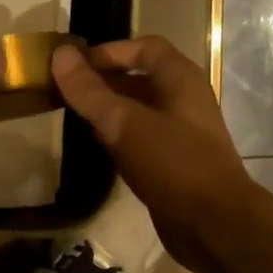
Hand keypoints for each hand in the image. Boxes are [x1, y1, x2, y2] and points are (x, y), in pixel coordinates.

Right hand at [51, 36, 251, 272]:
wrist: (212, 224)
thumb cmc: (174, 165)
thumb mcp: (126, 124)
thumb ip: (91, 92)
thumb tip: (60, 54)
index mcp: (181, 81)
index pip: (145, 48)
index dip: (109, 51)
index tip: (74, 65)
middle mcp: (183, 102)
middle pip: (140, 79)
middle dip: (103, 81)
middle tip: (64, 91)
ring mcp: (179, 135)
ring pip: (138, 112)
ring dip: (108, 111)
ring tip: (72, 116)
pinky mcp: (172, 165)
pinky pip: (140, 141)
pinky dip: (117, 138)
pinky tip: (95, 148)